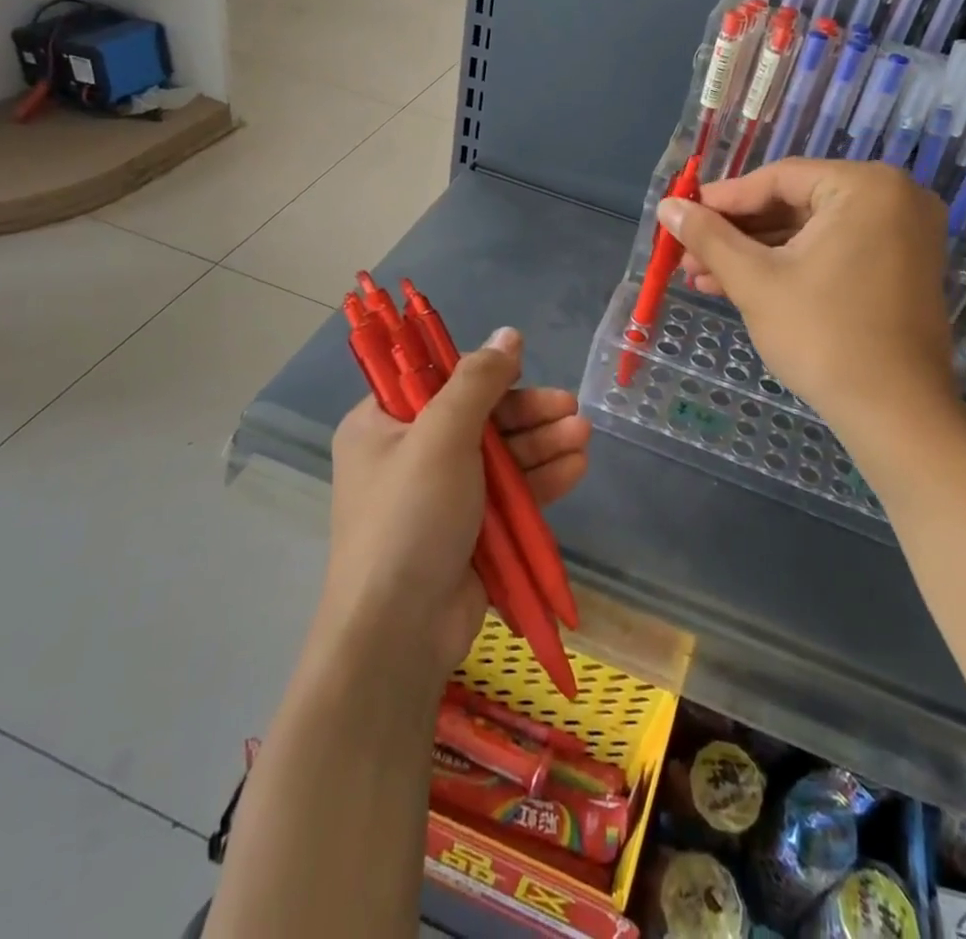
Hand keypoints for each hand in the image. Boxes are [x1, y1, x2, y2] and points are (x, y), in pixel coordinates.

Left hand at [321, 328, 589, 687]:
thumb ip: (478, 381)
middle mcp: (409, 455)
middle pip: (477, 418)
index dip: (480, 372)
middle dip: (526, 413)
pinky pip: (509, 493)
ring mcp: (442, 496)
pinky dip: (540, 479)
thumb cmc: (411, 517)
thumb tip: (508, 334)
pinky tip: (575, 467)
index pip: (434, 380)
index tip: (522, 366)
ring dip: (541, 444)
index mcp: (382, 425)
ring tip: (582, 435)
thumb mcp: (442, 435)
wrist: (400, 632)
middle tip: (569, 407)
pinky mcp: (470, 531)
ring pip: (500, 456)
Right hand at [661, 158, 961, 437]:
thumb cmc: (823, 336)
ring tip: (703, 277)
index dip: (722, 200)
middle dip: (735, 234)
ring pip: (809, 232)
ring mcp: (902, 235)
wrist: (895, 413)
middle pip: (793, 204)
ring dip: (755, 254)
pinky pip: (832, 252)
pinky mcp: (898, 268)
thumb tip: (667, 206)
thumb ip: (708, 236)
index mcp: (866, 187)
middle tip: (687, 253)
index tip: (679, 217)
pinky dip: (789, 267)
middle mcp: (893, 198)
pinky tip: (739, 286)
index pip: (777, 179)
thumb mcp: (755, 280)